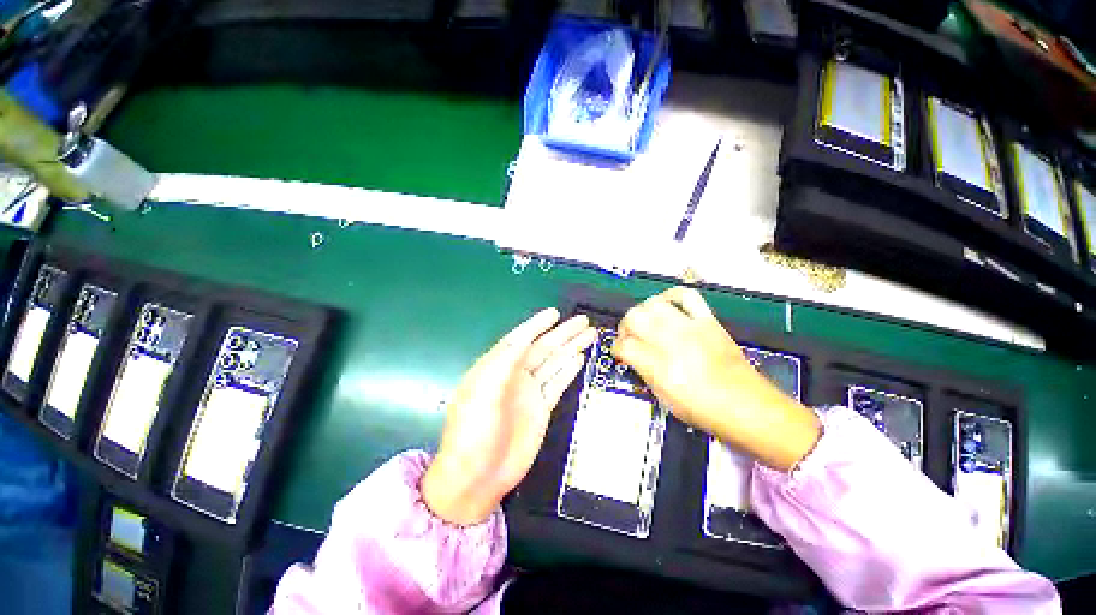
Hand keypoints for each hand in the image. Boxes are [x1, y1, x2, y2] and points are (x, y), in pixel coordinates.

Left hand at [422, 308, 597, 524]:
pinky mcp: (541, 409)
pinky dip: (568, 370)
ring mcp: (529, 392)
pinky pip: (557, 383)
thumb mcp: (482, 393)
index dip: (536, 325)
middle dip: (562, 333)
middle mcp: (514, 376)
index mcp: (496, 368)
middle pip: (543, 348)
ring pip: (554, 363)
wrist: (477, 478)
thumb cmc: (473, 432)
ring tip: (588, 334)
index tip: (554, 313)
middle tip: (583, 320)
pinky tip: (579, 358)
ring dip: (570, 348)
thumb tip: (522, 338)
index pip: (519, 339)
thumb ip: (502, 363)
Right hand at [612, 288, 819, 471]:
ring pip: (653, 304)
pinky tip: (667, 306)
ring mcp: (690, 328)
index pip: (624, 345)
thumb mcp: (664, 398)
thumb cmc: (703, 410)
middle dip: (625, 327)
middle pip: (633, 318)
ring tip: (646, 322)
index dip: (616, 349)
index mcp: (659, 368)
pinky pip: (686, 296)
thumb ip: (644, 372)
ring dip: (642, 312)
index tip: (620, 354)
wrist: (747, 407)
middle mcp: (671, 342)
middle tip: (629, 337)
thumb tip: (633, 356)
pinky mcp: (708, 321)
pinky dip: (671, 296)